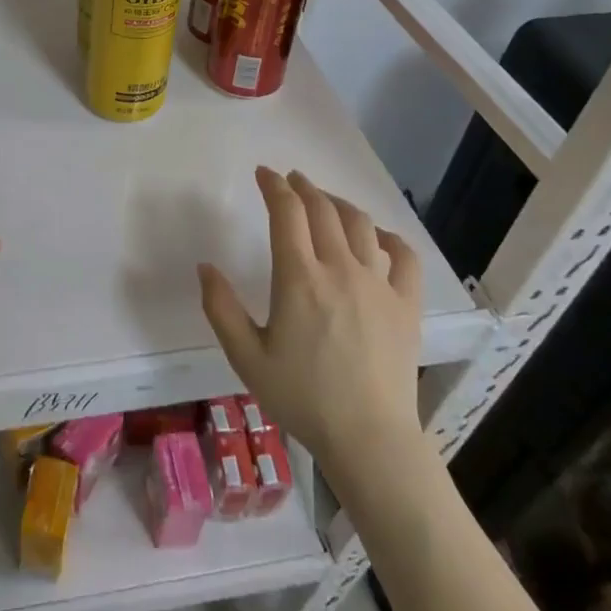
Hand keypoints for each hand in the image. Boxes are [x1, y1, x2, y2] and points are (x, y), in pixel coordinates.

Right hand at [198, 167, 423, 464]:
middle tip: (290, 180)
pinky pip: (403, 256)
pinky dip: (388, 237)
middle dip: (303, 187)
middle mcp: (339, 269)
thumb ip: (220, 308)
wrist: (367, 437)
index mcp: (298, 278)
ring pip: (360, 224)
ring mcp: (378, 284)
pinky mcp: (406, 304)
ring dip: (338, 203)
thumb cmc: (301, 397)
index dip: (273, 186)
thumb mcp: (245, 356)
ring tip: (324, 200)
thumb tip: (205, 267)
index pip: (286, 213)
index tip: (263, 173)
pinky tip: (377, 237)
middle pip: (322, 209)